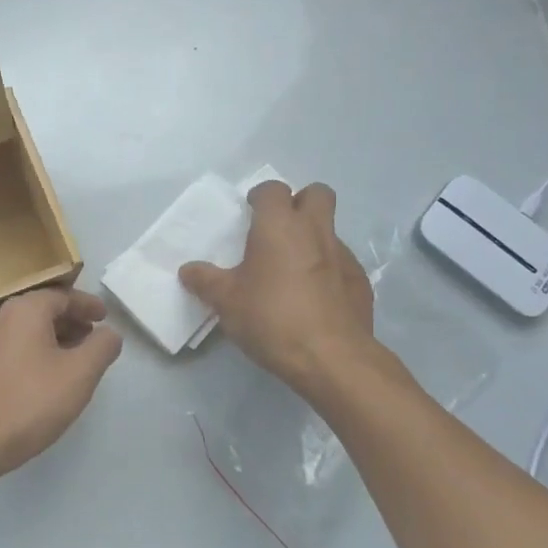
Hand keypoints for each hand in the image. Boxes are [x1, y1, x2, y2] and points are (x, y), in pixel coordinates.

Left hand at [0, 287, 122, 480]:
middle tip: (94, 337)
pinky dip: (37, 353)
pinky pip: (16, 349)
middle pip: (43, 310)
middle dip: (72, 321)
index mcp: (25, 310)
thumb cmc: (32, 401)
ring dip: (55, 338)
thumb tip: (109, 333)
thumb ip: (102, 346)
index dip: (88, 305)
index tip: (106, 317)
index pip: (62, 296)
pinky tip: (49, 378)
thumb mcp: (80, 373)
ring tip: (77, 358)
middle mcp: (1, 319)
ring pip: (28, 331)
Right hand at [179, 181, 380, 394]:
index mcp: (279, 226)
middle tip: (278, 230)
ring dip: (312, 239)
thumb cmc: (271, 318)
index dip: (260, 197)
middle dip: (299, 203)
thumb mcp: (226, 301)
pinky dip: (326, 270)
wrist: (331, 357)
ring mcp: (343, 255)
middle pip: (317, 194)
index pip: (273, 189)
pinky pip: (340, 263)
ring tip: (291, 272)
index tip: (249, 215)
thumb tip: (187, 270)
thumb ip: (205, 281)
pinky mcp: (360, 282)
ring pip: (330, 230)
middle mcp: (315, 231)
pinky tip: (312, 299)